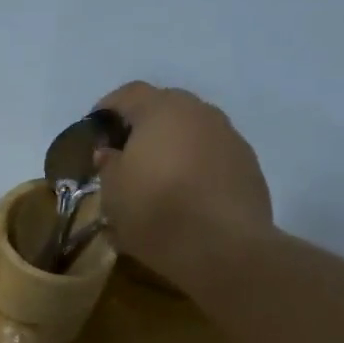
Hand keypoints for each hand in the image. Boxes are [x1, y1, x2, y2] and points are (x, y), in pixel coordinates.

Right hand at [90, 83, 270, 287]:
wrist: (225, 248)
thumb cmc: (157, 212)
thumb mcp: (113, 193)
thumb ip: (108, 165)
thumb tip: (110, 153)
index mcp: (161, 110)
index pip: (128, 94)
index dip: (107, 110)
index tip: (94, 132)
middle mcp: (200, 112)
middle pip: (165, 108)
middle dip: (143, 128)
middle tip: (125, 156)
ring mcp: (230, 137)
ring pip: (192, 132)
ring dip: (173, 147)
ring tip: (158, 178)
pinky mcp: (249, 165)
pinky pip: (213, 156)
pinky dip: (196, 167)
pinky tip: (187, 196)